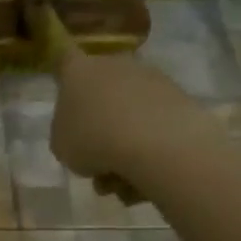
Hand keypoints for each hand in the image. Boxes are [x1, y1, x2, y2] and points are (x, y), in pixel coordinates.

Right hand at [48, 46, 217, 203]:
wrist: (155, 143)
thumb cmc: (93, 140)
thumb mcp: (61, 146)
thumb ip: (65, 134)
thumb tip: (81, 133)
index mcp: (78, 72)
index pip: (64, 58)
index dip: (61, 68)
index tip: (63, 83)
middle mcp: (115, 65)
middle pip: (101, 91)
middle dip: (98, 124)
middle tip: (95, 160)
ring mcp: (151, 78)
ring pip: (129, 113)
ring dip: (123, 143)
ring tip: (120, 182)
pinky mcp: (180, 96)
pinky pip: (154, 124)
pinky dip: (148, 147)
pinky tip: (144, 176)